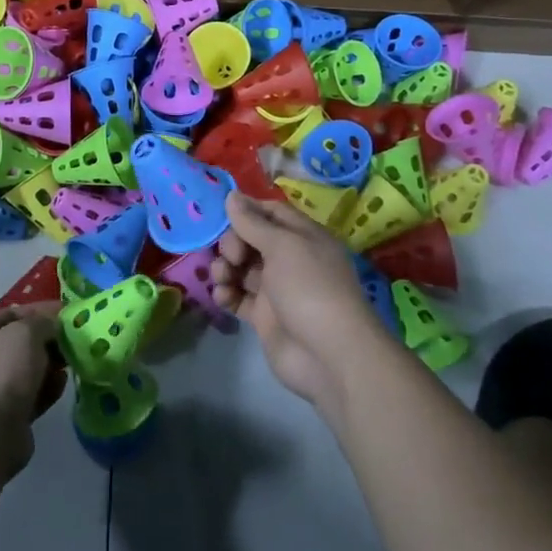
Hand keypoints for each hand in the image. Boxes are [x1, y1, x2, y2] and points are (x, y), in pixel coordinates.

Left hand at [0, 305, 64, 478]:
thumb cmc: (3, 371)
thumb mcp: (26, 331)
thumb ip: (43, 321)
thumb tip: (53, 325)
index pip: (14, 312)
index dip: (42, 309)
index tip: (69, 312)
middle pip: (23, 342)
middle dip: (50, 339)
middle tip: (76, 338)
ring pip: (30, 369)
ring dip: (52, 364)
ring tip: (73, 360)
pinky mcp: (8, 414)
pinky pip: (33, 394)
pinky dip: (48, 388)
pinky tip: (63, 383)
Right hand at [211, 192, 385, 411]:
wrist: (329, 355)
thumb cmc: (309, 287)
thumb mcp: (282, 245)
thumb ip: (253, 222)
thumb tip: (232, 195)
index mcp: (303, 237)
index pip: (271, 213)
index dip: (247, 210)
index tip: (222, 212)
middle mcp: (290, 259)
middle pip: (252, 239)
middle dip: (233, 242)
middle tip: (232, 256)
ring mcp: (277, 289)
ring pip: (242, 268)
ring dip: (225, 268)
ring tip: (222, 278)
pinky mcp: (264, 317)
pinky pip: (239, 297)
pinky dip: (227, 294)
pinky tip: (222, 297)